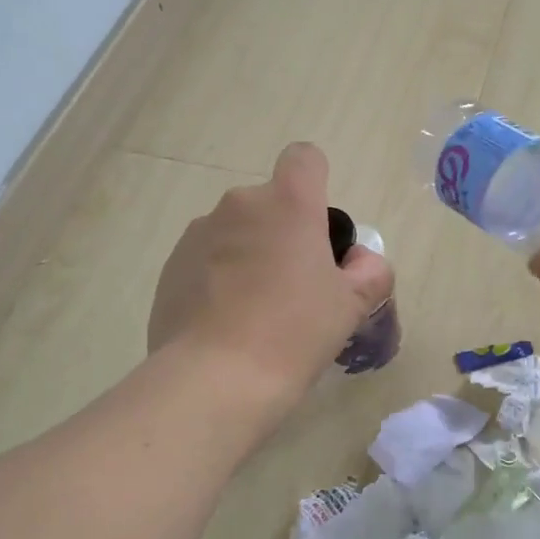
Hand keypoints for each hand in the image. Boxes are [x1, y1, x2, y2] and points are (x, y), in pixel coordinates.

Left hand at [149, 142, 393, 403]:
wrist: (214, 379)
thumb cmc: (294, 333)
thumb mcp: (351, 306)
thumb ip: (369, 272)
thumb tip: (359, 262)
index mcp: (287, 204)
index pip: (305, 158)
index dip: (316, 184)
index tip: (319, 230)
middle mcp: (239, 205)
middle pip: (270, 204)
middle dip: (284, 233)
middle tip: (297, 287)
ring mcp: (198, 234)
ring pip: (236, 232)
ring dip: (250, 255)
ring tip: (257, 312)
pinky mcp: (170, 267)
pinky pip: (206, 260)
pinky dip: (219, 279)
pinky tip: (226, 324)